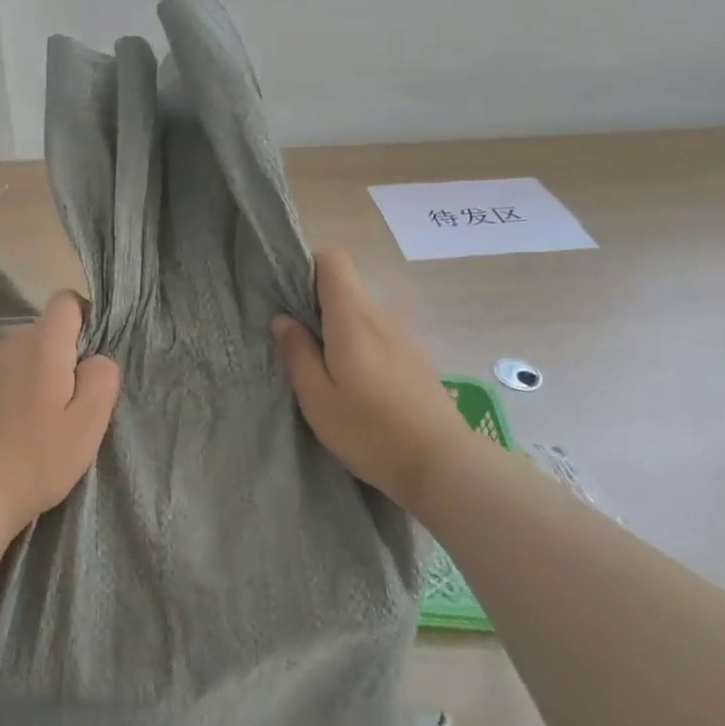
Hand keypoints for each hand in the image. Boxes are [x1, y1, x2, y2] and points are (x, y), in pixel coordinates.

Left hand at [0, 291, 120, 538]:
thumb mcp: (89, 424)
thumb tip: (97, 358)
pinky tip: (11, 430)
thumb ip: (102, 378)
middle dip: (62, 355)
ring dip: (36, 374)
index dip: (84, 318)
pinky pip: (0, 377)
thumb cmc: (38, 460)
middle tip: (70, 404)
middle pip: (44, 331)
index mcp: (42, 346)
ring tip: (40, 421)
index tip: (90, 358)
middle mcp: (9, 346)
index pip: (65, 301)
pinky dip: (11, 392)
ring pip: (21, 355)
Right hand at [272, 250, 475, 510]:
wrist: (443, 464)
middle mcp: (380, 317)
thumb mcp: (318, 399)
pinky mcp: (415, 358)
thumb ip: (297, 354)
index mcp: (352, 318)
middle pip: (345, 287)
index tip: (288, 300)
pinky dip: (359, 346)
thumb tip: (282, 320)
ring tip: (323, 370)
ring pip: (361, 313)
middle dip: (316, 305)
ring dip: (337, 329)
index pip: (333, 260)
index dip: (307, 269)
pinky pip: (377, 335)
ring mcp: (402, 337)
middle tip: (297, 344)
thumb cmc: (371, 431)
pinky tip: (355, 386)